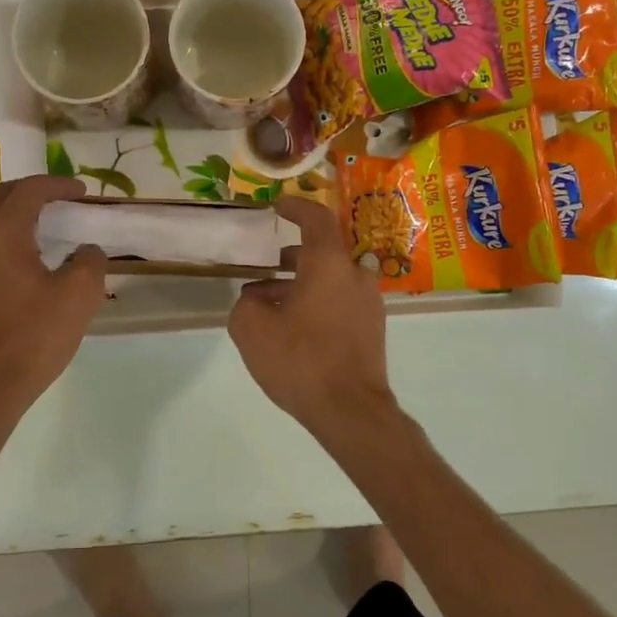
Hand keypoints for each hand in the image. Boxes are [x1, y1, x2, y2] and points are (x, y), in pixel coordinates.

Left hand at [0, 176, 106, 412]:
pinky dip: (9, 241)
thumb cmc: (33, 336)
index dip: (58, 185)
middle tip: (65, 203)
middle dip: (35, 193)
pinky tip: (31, 265)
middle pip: (2, 199)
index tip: (82, 193)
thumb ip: (90, 261)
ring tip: (51, 232)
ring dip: (19, 217)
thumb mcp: (79, 295)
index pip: (29, 190)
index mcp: (0, 232)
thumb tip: (86, 251)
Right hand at [227, 195, 396, 442]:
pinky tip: (292, 327)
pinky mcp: (372, 329)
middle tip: (265, 267)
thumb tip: (255, 300)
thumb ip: (245, 305)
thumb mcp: (251, 329)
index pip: (316, 219)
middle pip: (323, 253)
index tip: (276, 206)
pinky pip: (340, 302)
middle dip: (291, 258)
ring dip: (301, 284)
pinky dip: (316, 303)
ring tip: (268, 304)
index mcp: (330, 263)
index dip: (295, 207)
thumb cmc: (300, 359)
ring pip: (331, 280)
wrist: (350, 409)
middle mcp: (355, 275)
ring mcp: (368, 303)